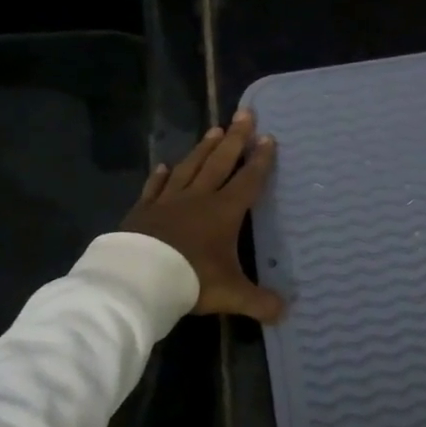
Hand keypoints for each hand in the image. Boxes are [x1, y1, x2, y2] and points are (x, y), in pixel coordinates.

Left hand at [122, 110, 284, 323]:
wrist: (139, 280)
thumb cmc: (191, 280)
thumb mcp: (232, 294)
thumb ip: (260, 302)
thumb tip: (286, 312)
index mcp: (224, 212)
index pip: (248, 180)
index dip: (260, 160)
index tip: (269, 137)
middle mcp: (198, 198)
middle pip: (220, 162)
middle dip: (235, 138)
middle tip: (244, 113)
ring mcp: (168, 201)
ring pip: (190, 167)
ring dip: (203, 148)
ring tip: (213, 129)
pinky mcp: (143, 211)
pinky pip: (155, 187)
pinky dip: (160, 176)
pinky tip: (163, 165)